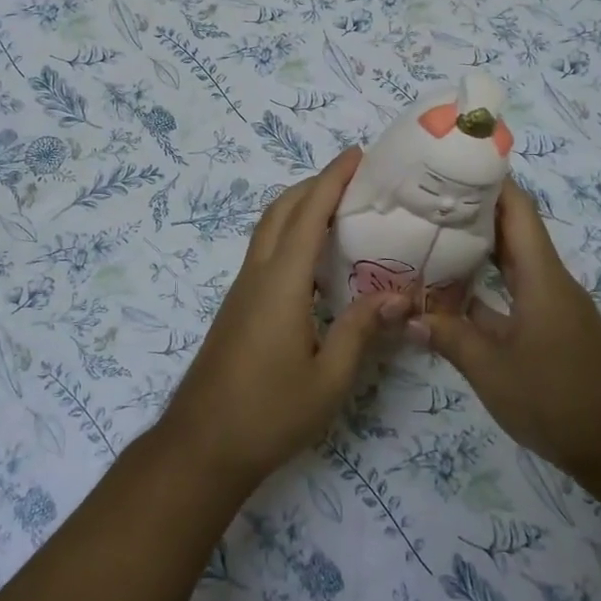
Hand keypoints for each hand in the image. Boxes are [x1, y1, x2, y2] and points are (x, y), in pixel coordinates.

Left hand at [162, 147, 409, 488]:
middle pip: (281, 210)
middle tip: (353, 175)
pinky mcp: (238, 306)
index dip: (332, 180)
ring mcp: (242, 290)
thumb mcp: (329, 379)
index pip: (308, 215)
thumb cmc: (269, 414)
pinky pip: (265, 251)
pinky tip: (313, 257)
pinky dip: (289, 232)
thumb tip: (398, 294)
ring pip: (268, 228)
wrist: (202, 445)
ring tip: (337, 205)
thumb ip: (361, 330)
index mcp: (281, 284)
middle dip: (314, 183)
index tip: (356, 155)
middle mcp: (257, 275)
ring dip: (298, 205)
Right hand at [413, 181, 600, 480]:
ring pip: (511, 262)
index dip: (488, 180)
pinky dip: (484, 287)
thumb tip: (406, 314)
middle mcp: (549, 280)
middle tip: (425, 199)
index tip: (450, 164)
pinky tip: (450, 294)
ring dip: (476, 249)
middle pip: (512, 230)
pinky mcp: (549, 329)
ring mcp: (550, 305)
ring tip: (428, 235)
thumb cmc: (558, 398)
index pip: (518, 209)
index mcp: (541, 276)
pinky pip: (512, 292)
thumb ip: (448, 337)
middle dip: (472, 210)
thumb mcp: (492, 370)